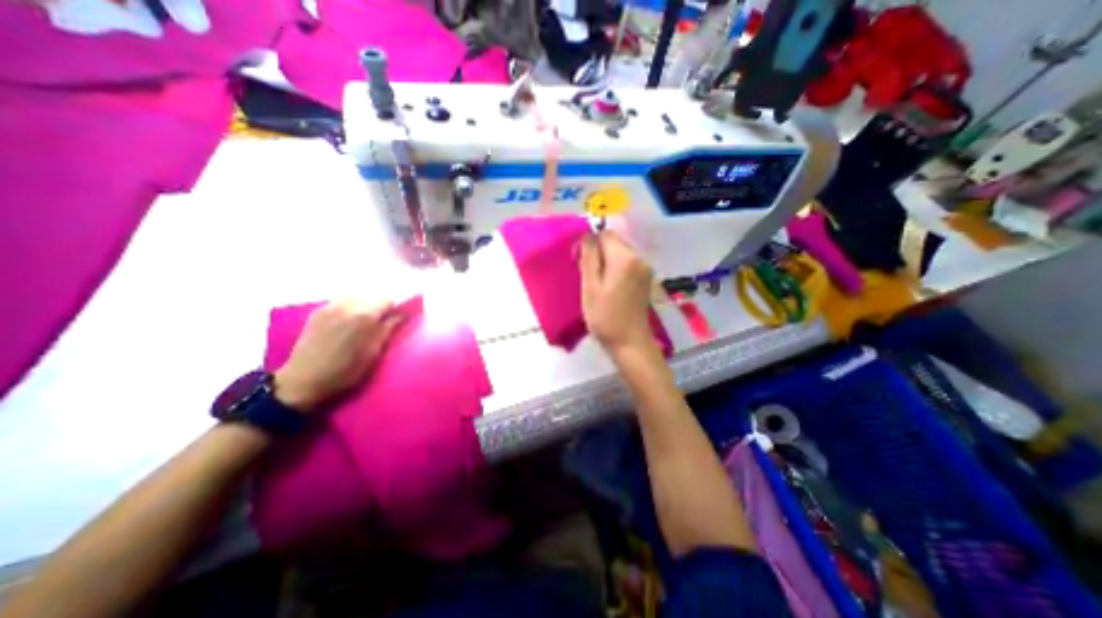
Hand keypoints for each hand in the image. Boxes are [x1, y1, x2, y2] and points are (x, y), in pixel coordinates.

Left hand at [270, 299, 403, 415]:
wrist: (302, 381)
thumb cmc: (345, 371)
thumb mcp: (373, 353)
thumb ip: (389, 329)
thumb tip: (402, 314)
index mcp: (364, 316)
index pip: (388, 299)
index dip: (396, 307)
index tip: (399, 316)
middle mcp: (347, 305)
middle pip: (373, 294)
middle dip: (381, 304)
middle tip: (384, 320)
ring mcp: (330, 306)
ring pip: (357, 295)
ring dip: (366, 303)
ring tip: (366, 320)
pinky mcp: (318, 311)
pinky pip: (342, 300)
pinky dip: (351, 306)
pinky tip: (349, 320)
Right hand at [579, 229, 651, 353]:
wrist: (630, 343)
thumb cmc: (605, 317)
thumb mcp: (590, 287)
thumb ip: (589, 257)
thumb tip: (588, 235)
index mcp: (625, 258)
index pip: (605, 234)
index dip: (589, 243)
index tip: (578, 262)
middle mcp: (639, 258)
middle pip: (614, 242)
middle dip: (597, 252)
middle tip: (586, 275)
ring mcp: (645, 269)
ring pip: (619, 253)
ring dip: (605, 261)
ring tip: (596, 283)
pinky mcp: (645, 279)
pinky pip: (627, 264)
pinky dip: (615, 269)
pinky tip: (609, 286)